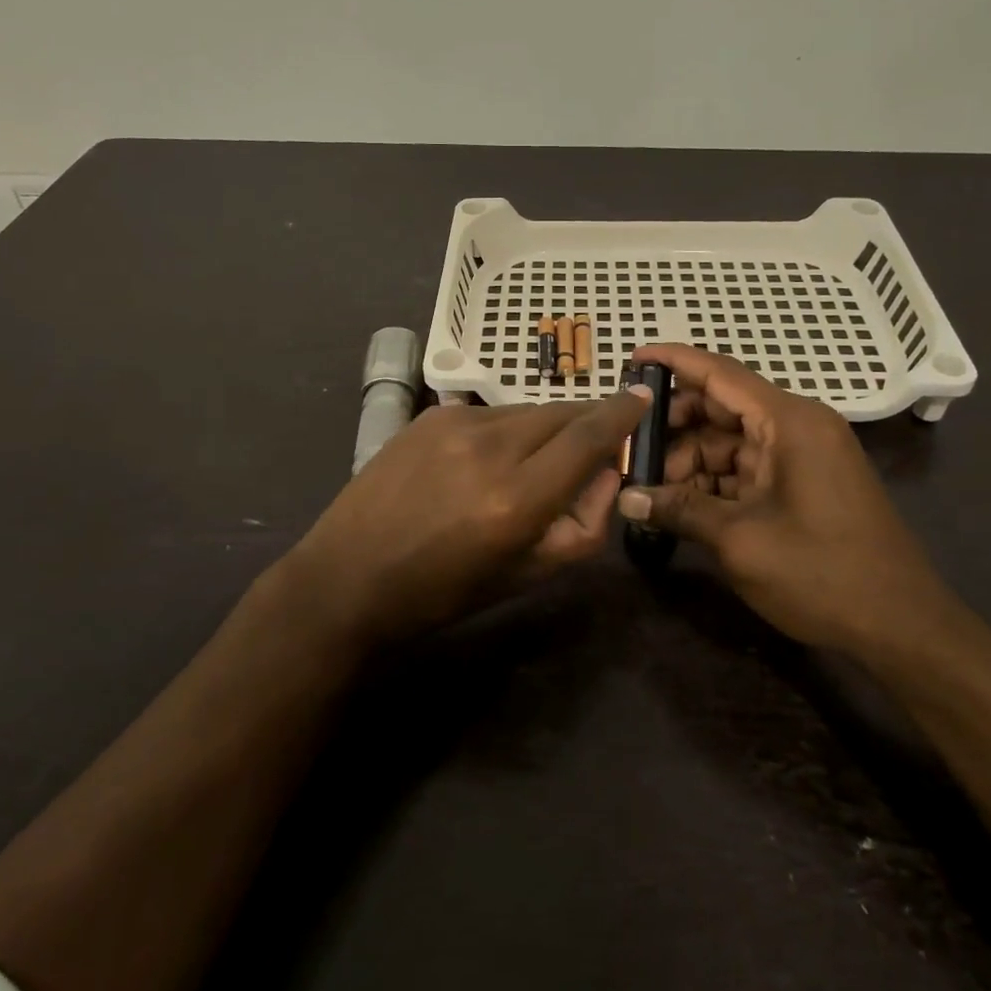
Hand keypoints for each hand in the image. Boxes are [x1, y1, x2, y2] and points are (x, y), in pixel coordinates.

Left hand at [285, 388, 653, 646]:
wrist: (348, 575)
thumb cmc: (442, 591)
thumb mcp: (526, 575)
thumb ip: (582, 525)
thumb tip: (606, 473)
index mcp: (516, 498)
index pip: (588, 437)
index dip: (622, 414)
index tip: (643, 398)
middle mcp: (490, 447)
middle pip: (562, 413)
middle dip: (589, 421)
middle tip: (596, 441)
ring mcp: (455, 423)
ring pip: (527, 411)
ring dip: (546, 429)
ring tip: (532, 463)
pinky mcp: (430, 415)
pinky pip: (490, 413)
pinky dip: (506, 430)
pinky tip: (486, 461)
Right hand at [616, 344, 949, 652]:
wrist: (902, 627)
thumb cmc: (822, 573)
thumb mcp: (740, 541)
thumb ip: (680, 510)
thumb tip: (626, 499)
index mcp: (789, 421)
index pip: (720, 373)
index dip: (674, 361)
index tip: (633, 356)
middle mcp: (797, 426)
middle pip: (722, 406)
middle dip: (674, 424)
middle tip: (629, 445)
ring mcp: (802, 455)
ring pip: (730, 441)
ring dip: (689, 459)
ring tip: (645, 483)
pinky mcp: (803, 483)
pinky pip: (747, 467)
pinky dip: (713, 480)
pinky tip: (677, 501)